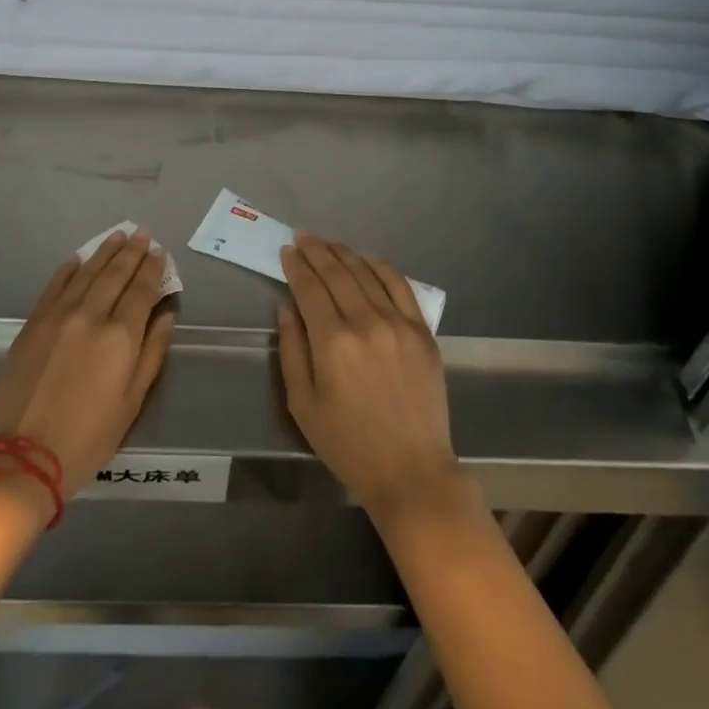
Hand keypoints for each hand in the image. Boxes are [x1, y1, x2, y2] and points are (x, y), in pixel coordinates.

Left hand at [0, 229, 176, 505]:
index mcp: (121, 336)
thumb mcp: (133, 401)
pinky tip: (79, 259)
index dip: (153, 268)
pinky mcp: (33, 323)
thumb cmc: (88, 437)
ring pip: (86, 272)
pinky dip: (70, 268)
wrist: (22, 457)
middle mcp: (91, 315)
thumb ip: (152, 351)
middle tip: (142, 232)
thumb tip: (165, 313)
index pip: (142, 289)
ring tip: (118, 235)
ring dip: (104, 251)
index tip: (159, 252)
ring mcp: (58, 315)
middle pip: (115, 273)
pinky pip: (55, 285)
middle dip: (132, 251)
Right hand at [277, 235, 469, 527]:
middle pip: (338, 273)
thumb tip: (287, 306)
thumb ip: (292, 349)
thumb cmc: (348, 445)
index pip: (310, 288)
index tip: (287, 250)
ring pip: (367, 273)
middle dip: (317, 251)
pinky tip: (367, 258)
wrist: (411, 472)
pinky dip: (381, 266)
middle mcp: (366, 323)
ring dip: (345, 253)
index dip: (296, 266)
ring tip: (329, 242)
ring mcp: (399, 324)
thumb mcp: (303, 404)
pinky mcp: (422, 331)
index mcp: (333, 343)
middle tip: (303, 236)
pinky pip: (400, 286)